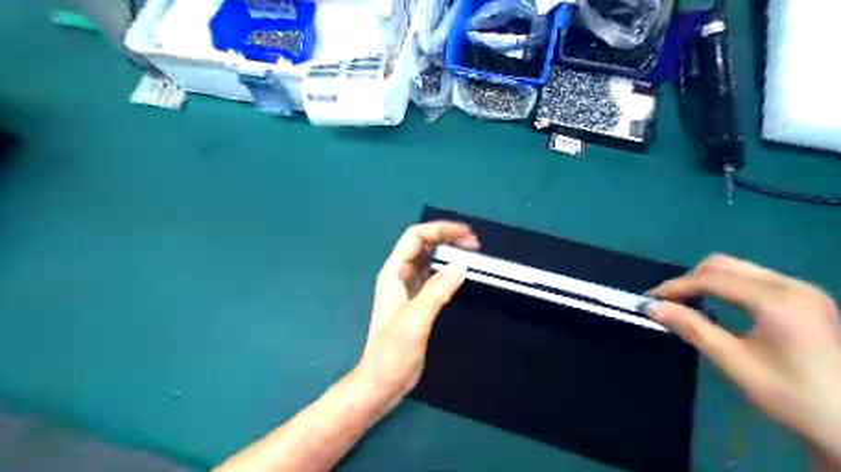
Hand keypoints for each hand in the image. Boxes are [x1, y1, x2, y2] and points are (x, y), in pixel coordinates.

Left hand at [351, 221, 474, 400]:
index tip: (466, 235)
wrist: (382, 382)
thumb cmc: (393, 352)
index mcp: (393, 273)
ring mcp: (408, 288)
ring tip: (472, 254)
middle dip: (447, 238)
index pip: (415, 237)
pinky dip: (447, 269)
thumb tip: (461, 264)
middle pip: (422, 244)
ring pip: (429, 259)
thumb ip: (436, 290)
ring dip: (448, 252)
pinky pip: (433, 275)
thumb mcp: (415, 320)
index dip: (440, 230)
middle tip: (475, 244)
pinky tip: (460, 272)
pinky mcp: (417, 300)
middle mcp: (399, 275)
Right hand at [645, 254, 836, 456]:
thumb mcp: (734, 363)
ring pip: (739, 269)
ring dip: (707, 282)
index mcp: (777, 300)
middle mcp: (792, 285)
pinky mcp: (806, 298)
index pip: (712, 278)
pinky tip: (718, 305)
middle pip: (725, 265)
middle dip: (690, 280)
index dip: (675, 286)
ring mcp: (803, 290)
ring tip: (686, 303)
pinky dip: (727, 287)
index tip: (649, 299)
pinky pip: (754, 279)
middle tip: (667, 302)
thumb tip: (652, 307)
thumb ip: (692, 328)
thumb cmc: (792, 396)